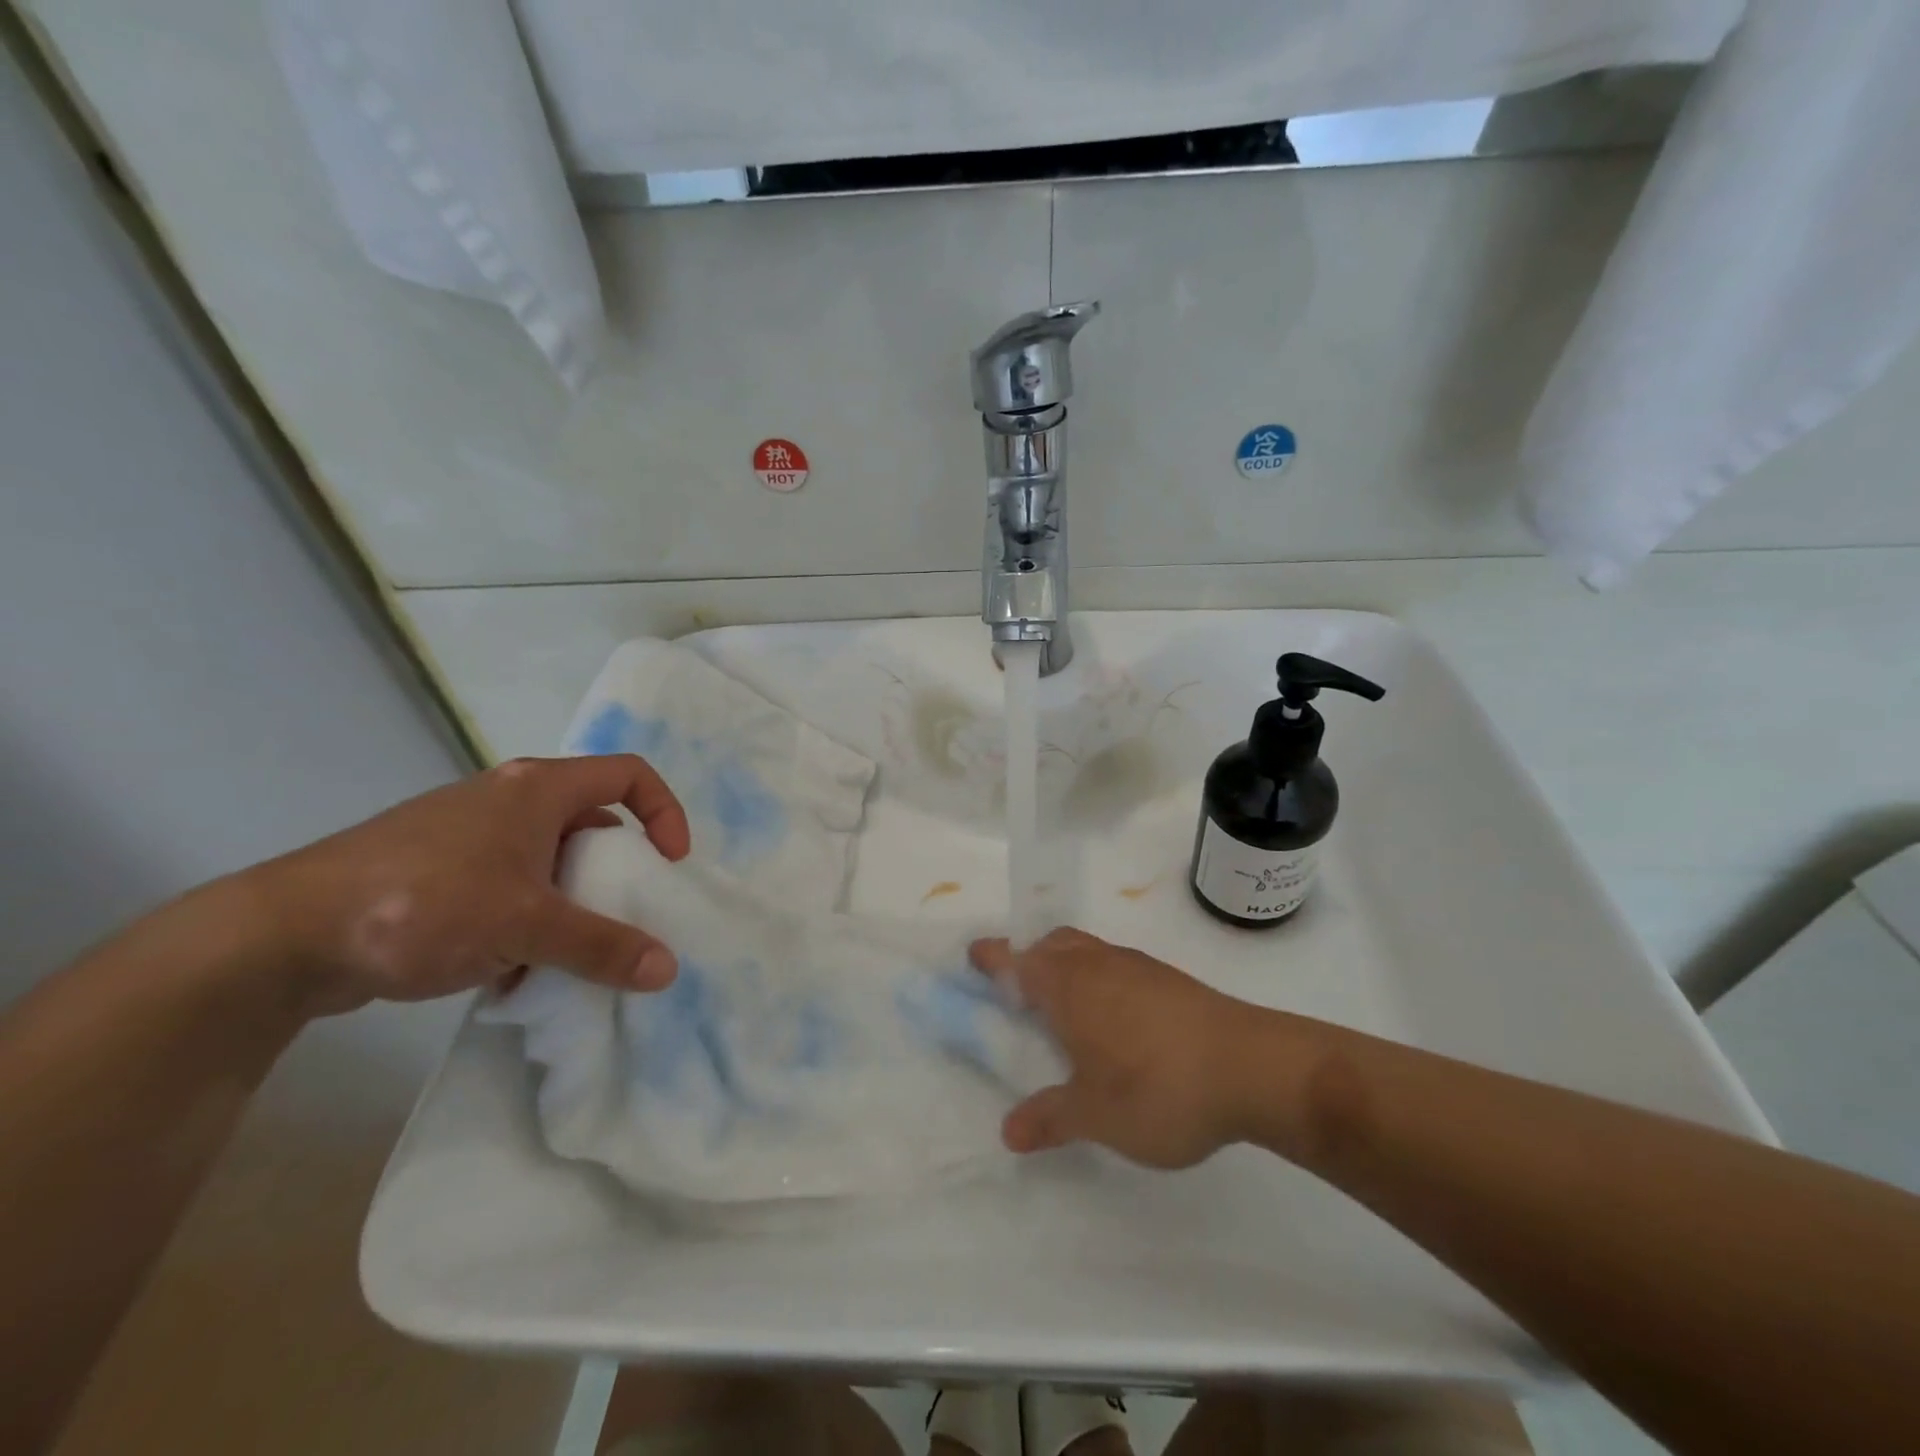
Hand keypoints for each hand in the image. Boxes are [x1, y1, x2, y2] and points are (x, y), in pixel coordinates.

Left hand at [245, 755, 691, 1017]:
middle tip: (624, 914)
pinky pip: (513, 884)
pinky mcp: (442, 869)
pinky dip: (530, 917)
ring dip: (572, 901)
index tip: (669, 865)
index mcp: (539, 788)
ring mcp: (472, 834)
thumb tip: (668, 970)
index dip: (665, 813)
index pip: (631, 775)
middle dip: (617, 870)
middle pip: (593, 821)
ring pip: (551, 859)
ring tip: (568, 950)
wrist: (283, 937)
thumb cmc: (425, 904)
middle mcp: (510, 799)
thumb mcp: (527, 926)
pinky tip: (513, 965)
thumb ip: (602, 946)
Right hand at [968, 927, 1263, 1168]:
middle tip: (1016, 989)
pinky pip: (1116, 965)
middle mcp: (1098, 964)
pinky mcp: (1169, 979)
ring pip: (1087, 951)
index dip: (992, 957)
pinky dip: (1099, 978)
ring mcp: (1137, 967)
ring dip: (1066, 965)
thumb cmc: (1159, 1088)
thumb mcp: (1096, 1115)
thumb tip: (1009, 1130)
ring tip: (1063, 1007)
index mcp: (1068, 985)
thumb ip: (1050, 1118)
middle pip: (1052, 944)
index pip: (1017, 960)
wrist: (1254, 1067)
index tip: (973, 957)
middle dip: (1029, 957)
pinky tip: (1114, 1020)